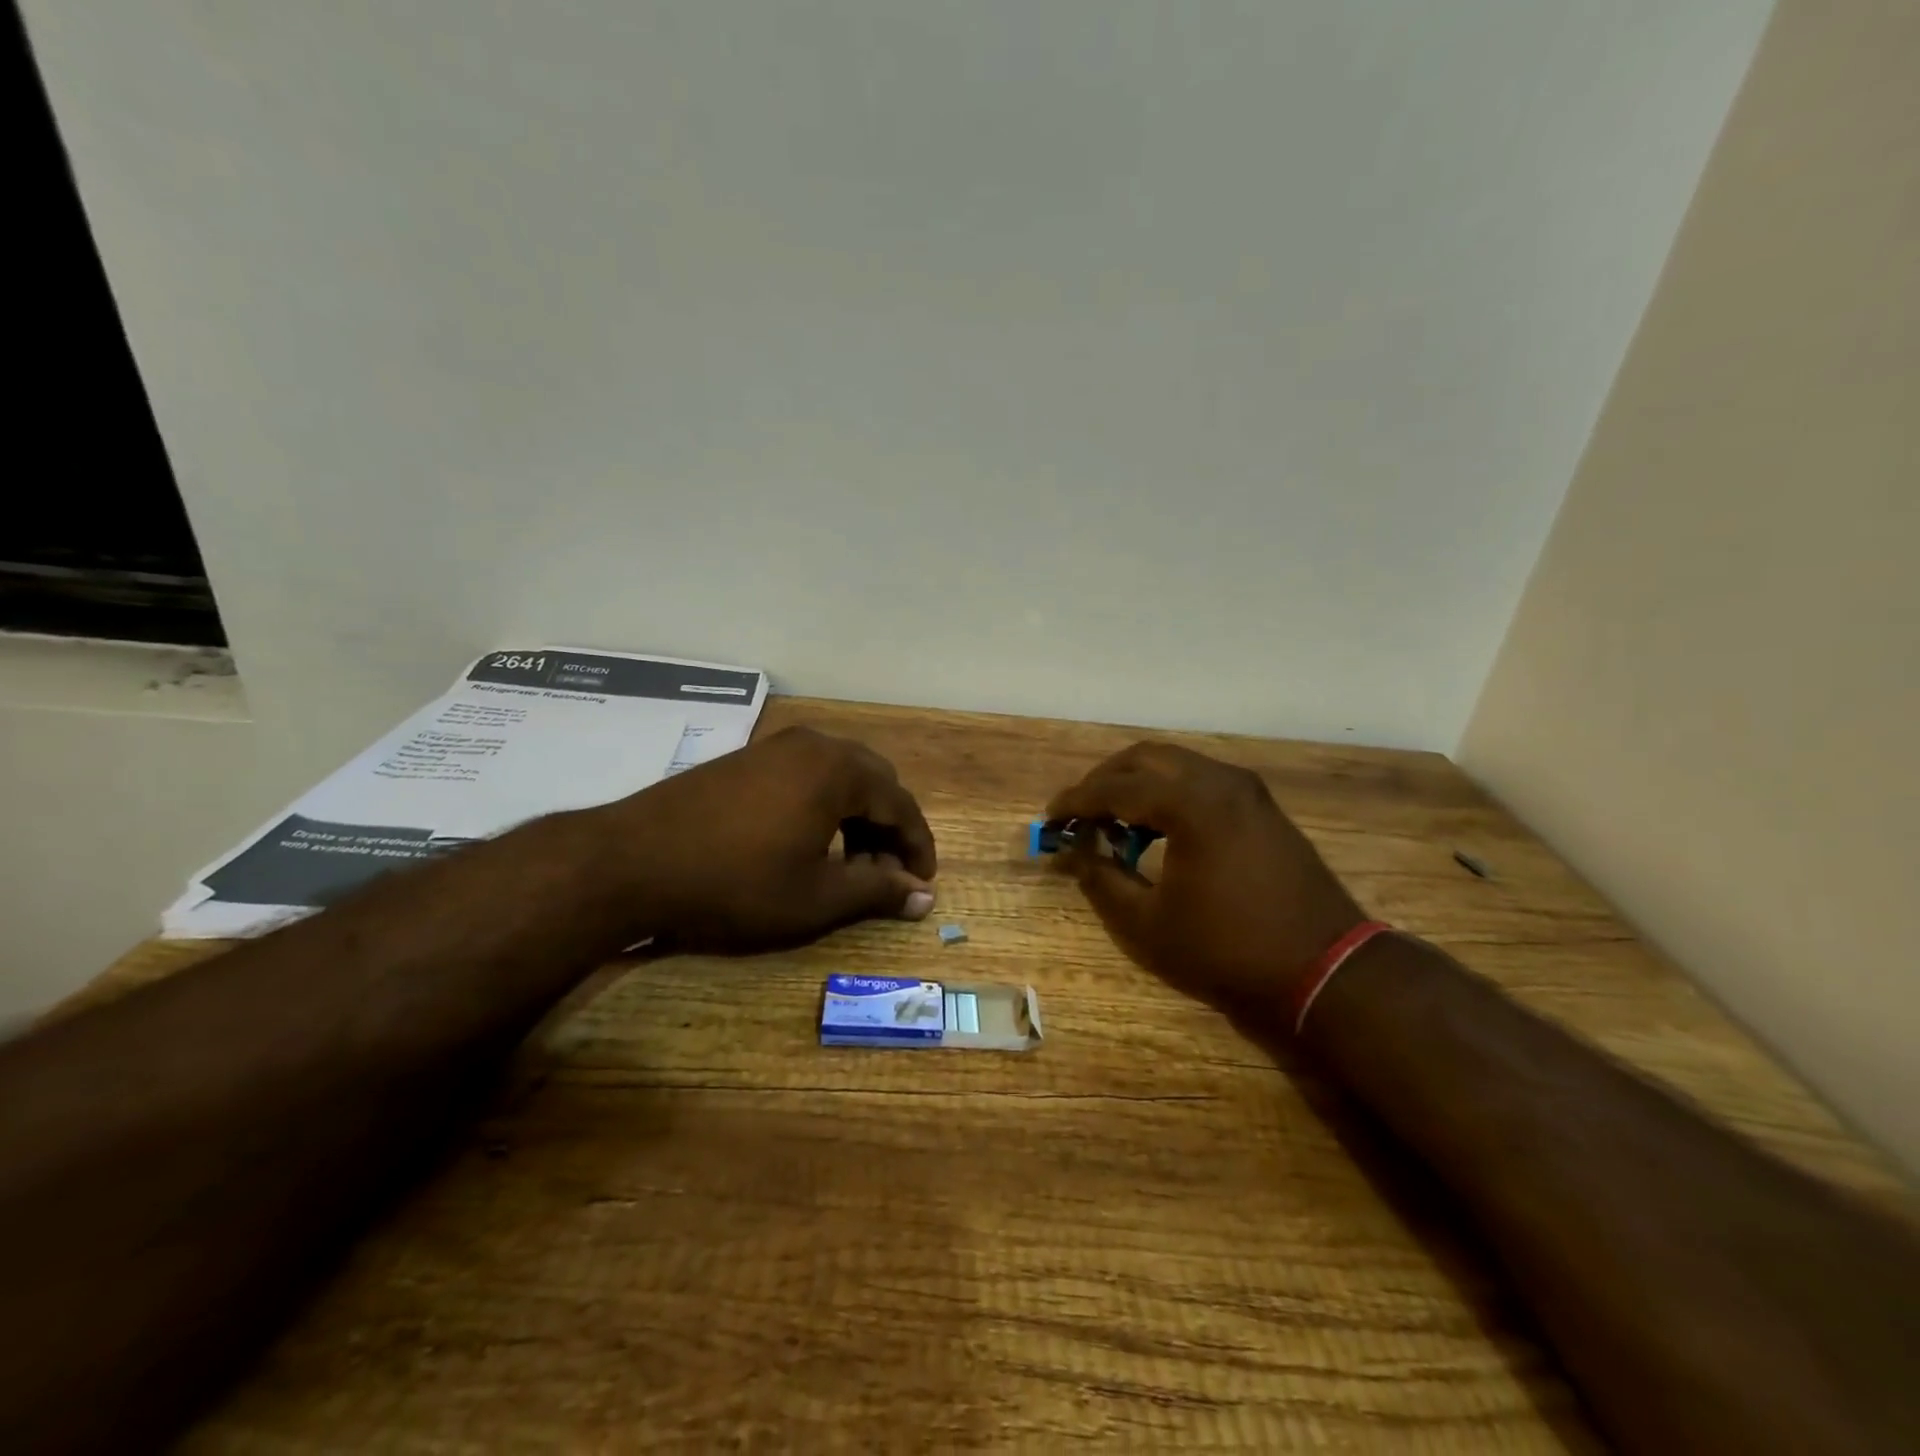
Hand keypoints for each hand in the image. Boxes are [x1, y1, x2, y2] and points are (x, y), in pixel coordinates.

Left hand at [598, 726, 936, 954]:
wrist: (630, 861)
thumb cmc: (734, 883)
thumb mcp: (815, 898)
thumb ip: (877, 892)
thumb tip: (925, 896)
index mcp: (838, 770)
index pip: (901, 804)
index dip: (917, 847)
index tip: (923, 884)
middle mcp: (814, 745)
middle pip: (874, 782)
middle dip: (887, 829)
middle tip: (884, 875)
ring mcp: (776, 747)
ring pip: (840, 776)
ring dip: (856, 817)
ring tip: (847, 864)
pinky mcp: (747, 758)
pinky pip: (807, 775)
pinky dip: (824, 806)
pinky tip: (806, 843)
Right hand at [1047, 742, 1362, 1015]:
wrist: (1325, 971)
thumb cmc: (1227, 951)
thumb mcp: (1148, 925)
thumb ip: (1102, 881)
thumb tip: (1073, 854)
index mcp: (1190, 803)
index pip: (1116, 788)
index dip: (1076, 801)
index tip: (1049, 817)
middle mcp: (1220, 781)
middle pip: (1146, 758)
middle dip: (1105, 779)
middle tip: (1079, 811)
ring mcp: (1247, 791)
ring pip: (1177, 763)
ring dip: (1138, 782)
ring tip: (1113, 819)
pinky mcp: (1263, 807)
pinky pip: (1202, 780)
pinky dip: (1169, 792)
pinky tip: (1158, 827)